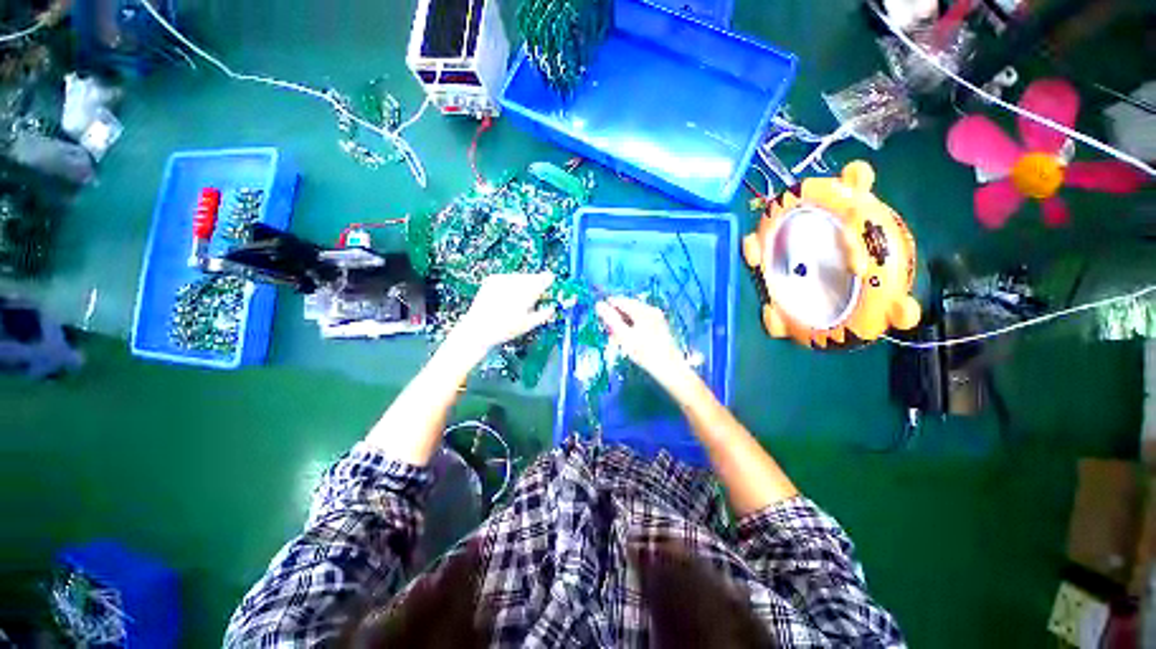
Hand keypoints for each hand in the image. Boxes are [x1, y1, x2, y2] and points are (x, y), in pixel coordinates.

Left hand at [451, 272, 556, 353]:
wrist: (478, 329)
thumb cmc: (505, 329)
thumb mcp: (528, 324)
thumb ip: (543, 314)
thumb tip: (552, 308)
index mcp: (527, 293)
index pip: (543, 279)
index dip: (547, 280)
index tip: (550, 282)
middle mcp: (515, 283)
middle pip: (531, 277)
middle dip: (535, 283)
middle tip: (536, 294)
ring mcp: (502, 279)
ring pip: (520, 276)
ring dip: (523, 283)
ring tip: (520, 298)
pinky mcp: (492, 279)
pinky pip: (508, 277)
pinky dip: (511, 283)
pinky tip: (509, 295)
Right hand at [596, 297, 692, 384]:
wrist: (670, 370)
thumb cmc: (645, 353)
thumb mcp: (624, 336)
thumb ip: (611, 319)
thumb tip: (598, 304)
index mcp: (643, 310)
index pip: (620, 301)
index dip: (608, 308)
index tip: (600, 321)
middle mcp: (651, 310)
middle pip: (628, 308)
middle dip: (616, 319)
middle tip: (608, 334)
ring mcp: (657, 318)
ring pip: (634, 316)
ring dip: (623, 325)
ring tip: (616, 340)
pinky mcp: (660, 327)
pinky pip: (641, 322)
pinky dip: (632, 329)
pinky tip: (628, 341)